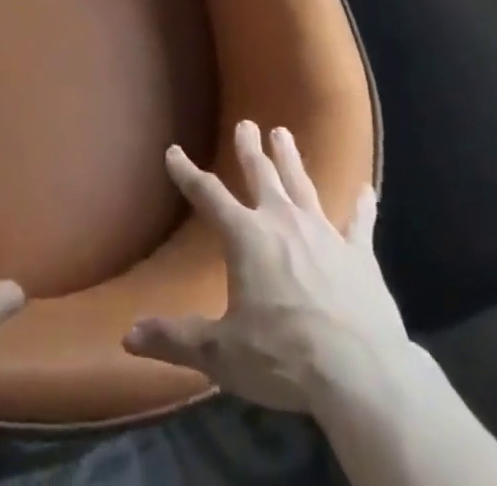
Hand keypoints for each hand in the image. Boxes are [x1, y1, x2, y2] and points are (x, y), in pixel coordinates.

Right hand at [122, 120, 408, 414]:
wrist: (360, 372)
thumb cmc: (284, 357)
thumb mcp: (221, 353)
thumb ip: (176, 340)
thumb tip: (129, 337)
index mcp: (246, 236)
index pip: (207, 195)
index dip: (187, 173)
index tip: (174, 151)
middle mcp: (282, 221)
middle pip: (261, 175)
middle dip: (250, 149)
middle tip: (246, 123)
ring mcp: (323, 232)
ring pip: (303, 185)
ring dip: (292, 159)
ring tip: (284, 133)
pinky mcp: (359, 253)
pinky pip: (359, 222)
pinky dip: (362, 206)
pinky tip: (368, 190)